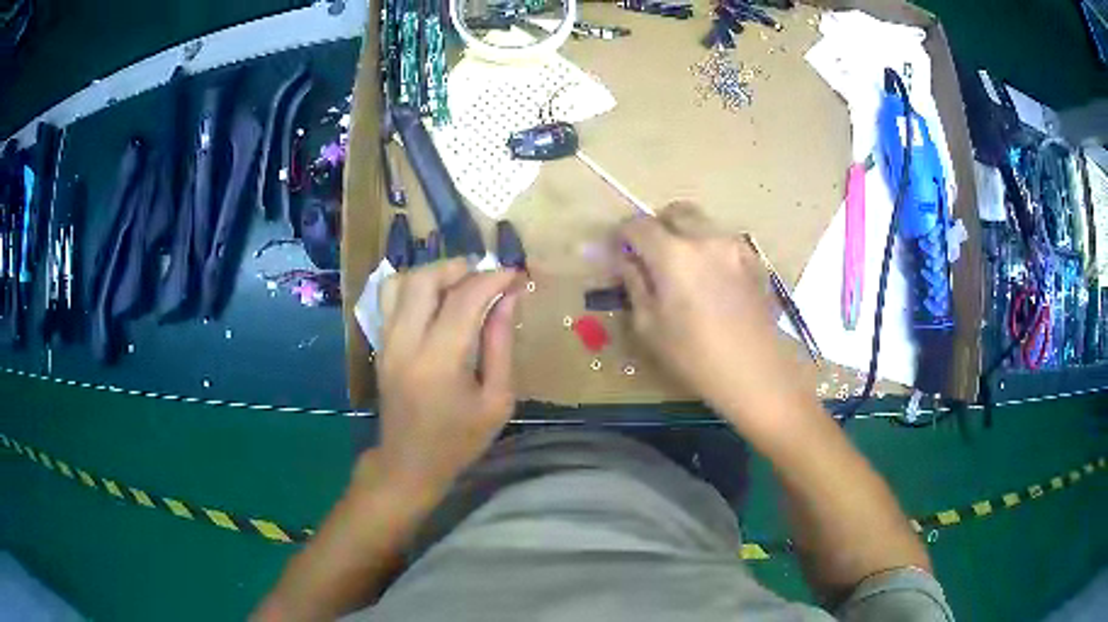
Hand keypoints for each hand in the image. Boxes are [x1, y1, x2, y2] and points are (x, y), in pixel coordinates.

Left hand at [372, 259, 521, 494]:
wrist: (409, 463)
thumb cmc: (459, 440)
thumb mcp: (496, 400)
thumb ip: (501, 345)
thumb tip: (509, 298)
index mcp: (439, 361)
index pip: (464, 299)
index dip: (493, 279)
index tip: (515, 274)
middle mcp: (405, 343)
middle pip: (424, 279)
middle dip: (459, 267)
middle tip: (486, 276)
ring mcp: (386, 342)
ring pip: (401, 283)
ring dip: (433, 274)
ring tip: (460, 284)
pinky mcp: (380, 344)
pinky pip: (389, 299)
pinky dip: (414, 287)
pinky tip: (436, 299)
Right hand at [615, 203, 812, 429]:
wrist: (756, 373)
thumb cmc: (695, 358)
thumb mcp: (649, 326)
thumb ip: (634, 283)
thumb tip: (626, 259)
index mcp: (674, 255)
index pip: (638, 225)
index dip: (623, 234)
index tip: (618, 251)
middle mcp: (706, 239)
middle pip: (676, 211)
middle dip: (657, 226)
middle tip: (650, 254)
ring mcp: (735, 246)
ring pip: (703, 224)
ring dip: (686, 235)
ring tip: (683, 270)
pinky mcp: (755, 260)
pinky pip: (724, 241)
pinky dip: (710, 249)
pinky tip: (711, 280)